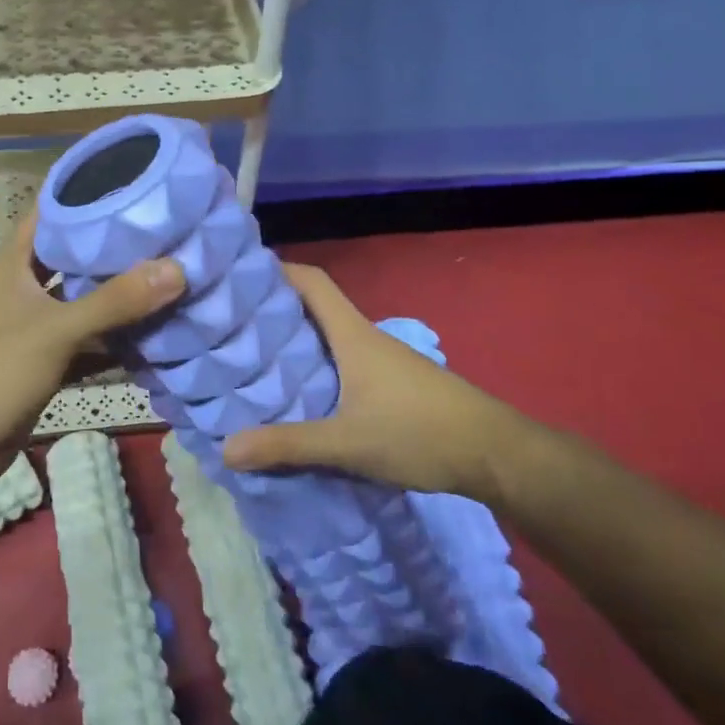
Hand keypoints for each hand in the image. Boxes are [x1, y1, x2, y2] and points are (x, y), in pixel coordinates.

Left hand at [0, 207, 184, 487]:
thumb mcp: (57, 330)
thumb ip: (115, 301)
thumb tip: (176, 269)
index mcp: (14, 265)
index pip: (49, 213)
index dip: (85, 195)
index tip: (133, 183)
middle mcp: (22, 288)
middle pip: (72, 257)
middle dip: (113, 249)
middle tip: (165, 234)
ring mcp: (32, 327)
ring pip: (81, 302)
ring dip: (116, 298)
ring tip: (167, 278)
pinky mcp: (42, 362)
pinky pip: (84, 343)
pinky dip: (111, 342)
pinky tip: (150, 337)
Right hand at [220, 264, 536, 501]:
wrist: (497, 454)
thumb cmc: (421, 433)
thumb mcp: (348, 443)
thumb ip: (288, 445)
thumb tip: (226, 448)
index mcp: (353, 334)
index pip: (312, 281)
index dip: (276, 270)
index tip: (238, 278)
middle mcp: (366, 337)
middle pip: (314, 307)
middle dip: (274, 311)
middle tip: (232, 326)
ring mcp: (383, 360)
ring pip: (329, 337)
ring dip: (295, 342)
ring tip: (255, 361)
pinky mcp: (393, 383)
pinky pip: (343, 361)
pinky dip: (317, 366)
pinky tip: (303, 396)